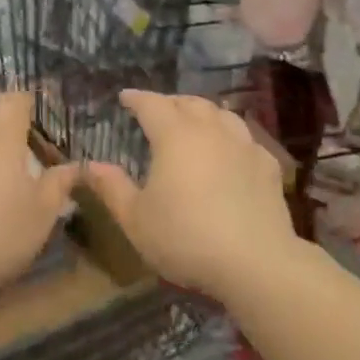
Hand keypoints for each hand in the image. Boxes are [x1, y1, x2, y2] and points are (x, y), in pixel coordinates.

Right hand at [82, 91, 295, 302]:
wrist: (255, 262)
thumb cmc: (185, 238)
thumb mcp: (136, 219)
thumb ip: (112, 188)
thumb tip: (91, 165)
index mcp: (174, 135)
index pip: (151, 104)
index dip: (136, 98)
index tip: (125, 97)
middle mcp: (210, 129)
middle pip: (189, 103)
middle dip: (170, 102)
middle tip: (157, 111)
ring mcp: (244, 144)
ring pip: (221, 114)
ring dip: (203, 113)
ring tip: (194, 123)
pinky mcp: (268, 164)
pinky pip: (245, 138)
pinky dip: (230, 137)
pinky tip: (229, 152)